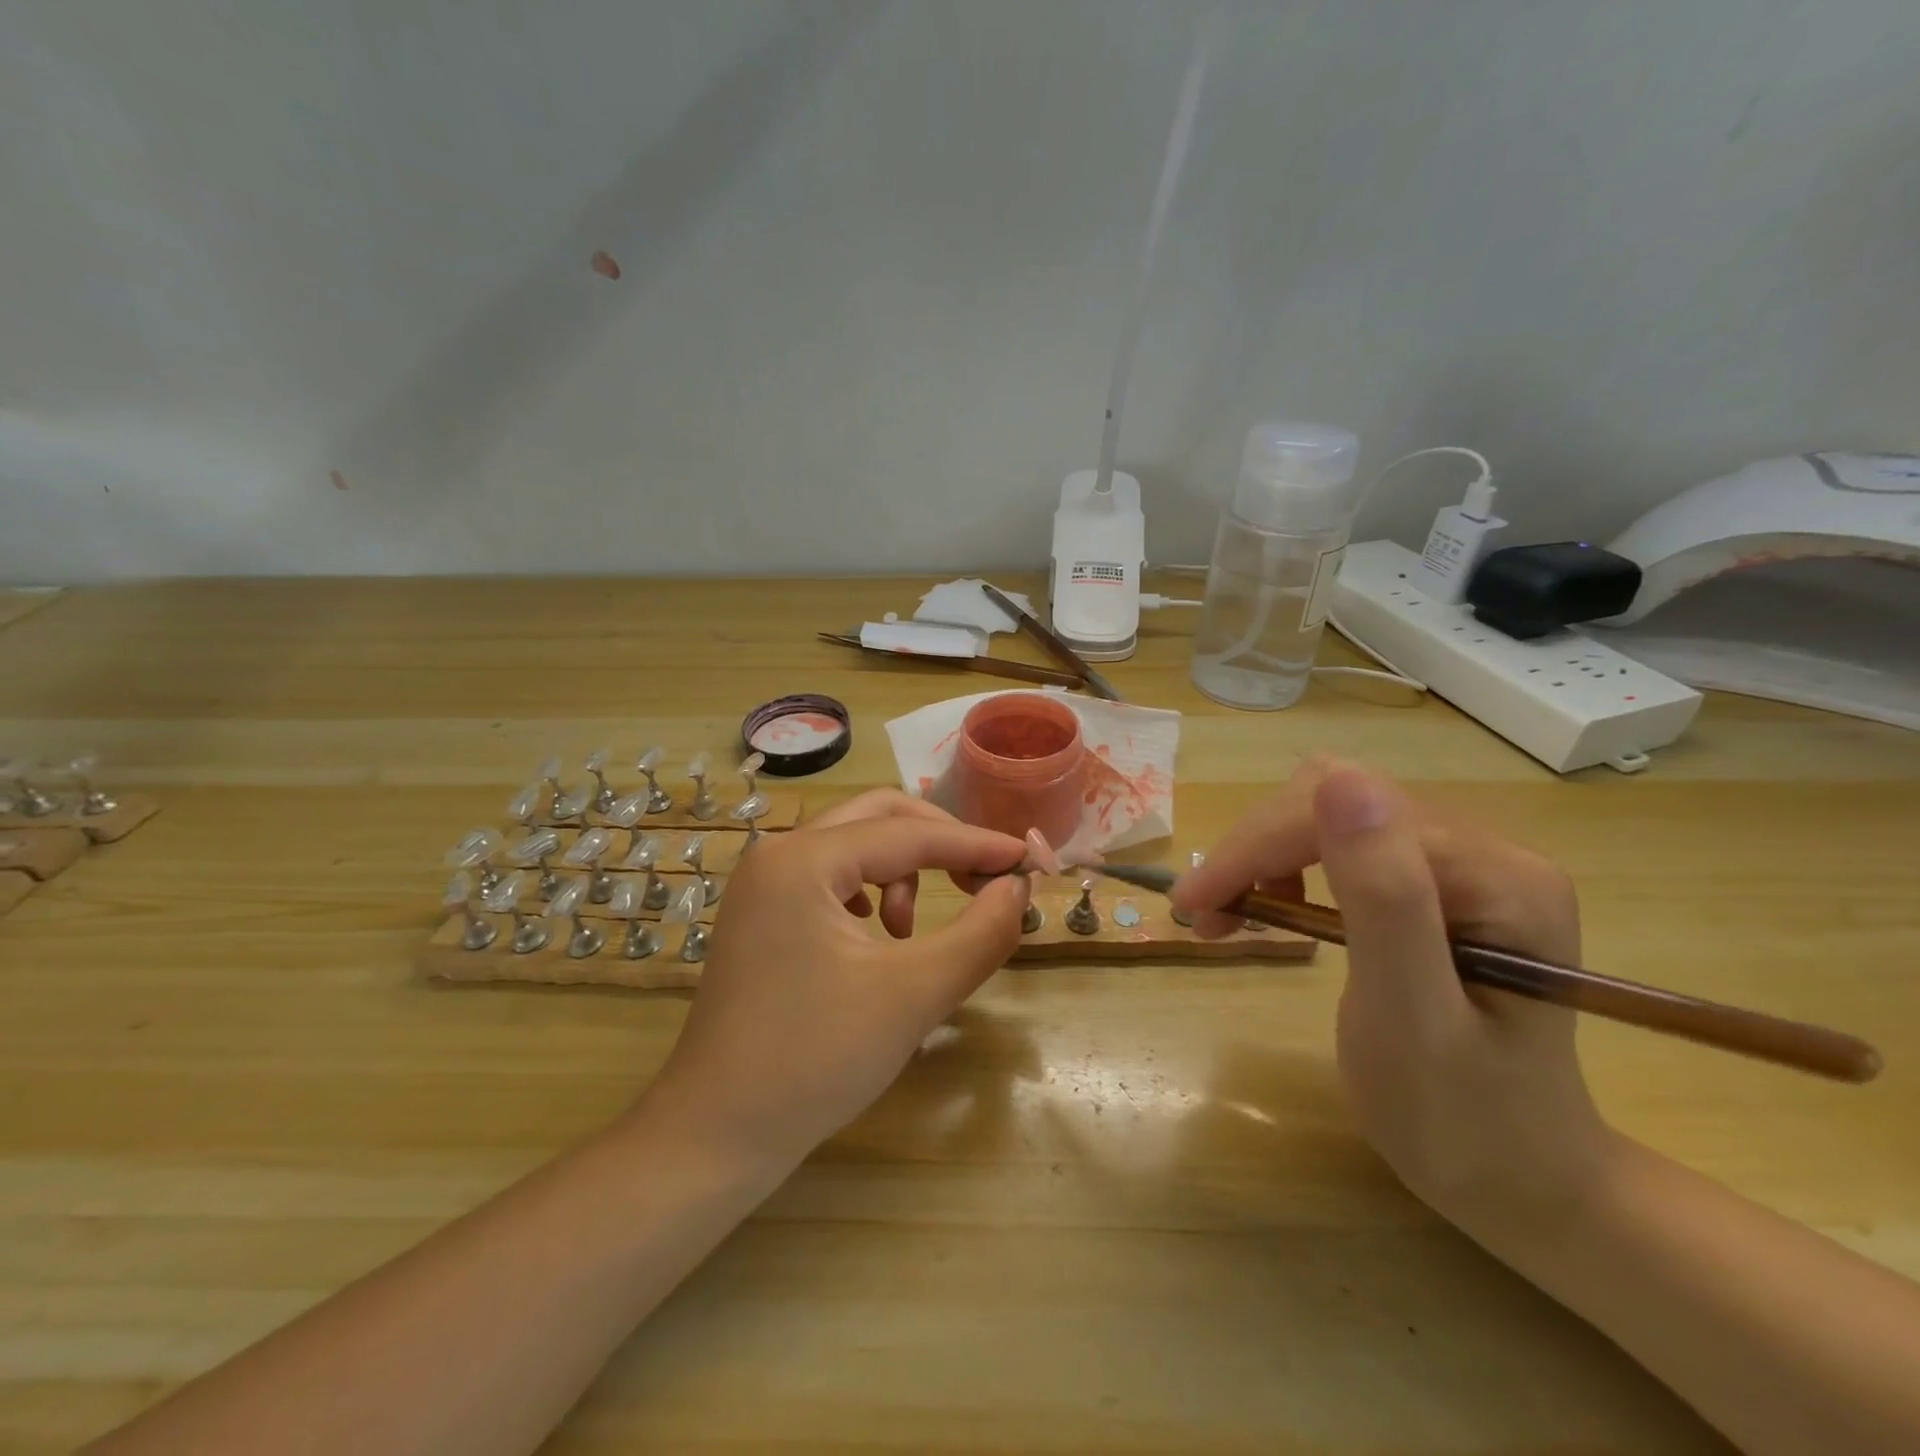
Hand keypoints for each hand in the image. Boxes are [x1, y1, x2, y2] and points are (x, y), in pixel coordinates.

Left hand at [640, 790, 1030, 1168]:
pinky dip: (870, 890)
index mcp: (803, 860)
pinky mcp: (762, 914)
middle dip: (938, 842)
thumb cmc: (815, 1061)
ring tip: (910, 932)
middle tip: (981, 880)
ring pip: (853, 844)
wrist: (717, 1135)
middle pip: (877, 817)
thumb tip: (1019, 888)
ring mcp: (763, 884)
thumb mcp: (913, 995)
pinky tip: (877, 937)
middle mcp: (777, 854)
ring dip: (902, 870)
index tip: (1028, 860)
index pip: (909, 833)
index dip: (974, 844)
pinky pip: (830, 876)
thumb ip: (980, 933)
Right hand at [1171, 758, 1614, 1234]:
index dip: (1258, 848)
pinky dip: (1287, 868)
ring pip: (1328, 813)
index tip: (1193, 905)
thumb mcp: (1411, 1018)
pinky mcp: (1437, 883)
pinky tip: (1276, 909)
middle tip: (1205, 915)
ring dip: (1264, 856)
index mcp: (1496, 877)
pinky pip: (1341, 842)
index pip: (1346, 813)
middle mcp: (1486, 850)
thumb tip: (1340, 782)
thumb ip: (1383, 897)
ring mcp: (1463, 863)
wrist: (1520, 1181)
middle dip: (1255, 850)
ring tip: (1229, 915)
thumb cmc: (1461, 1122)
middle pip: (1333, 800)